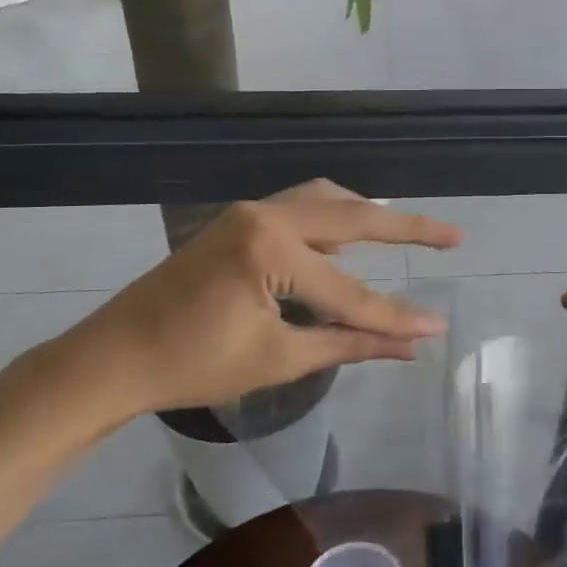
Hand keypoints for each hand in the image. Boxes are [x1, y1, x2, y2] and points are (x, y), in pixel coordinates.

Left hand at [14, 182, 459, 443]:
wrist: (114, 356)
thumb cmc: (192, 365)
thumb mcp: (278, 358)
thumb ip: (348, 345)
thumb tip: (411, 346)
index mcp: (271, 249)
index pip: (349, 291)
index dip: (395, 316)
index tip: (437, 327)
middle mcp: (264, 215)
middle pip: (351, 218)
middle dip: (405, 228)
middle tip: (452, 234)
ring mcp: (249, 212)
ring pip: (325, 201)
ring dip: (367, 216)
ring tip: (406, 230)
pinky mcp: (239, 221)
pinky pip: (300, 208)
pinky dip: (333, 219)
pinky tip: (349, 240)